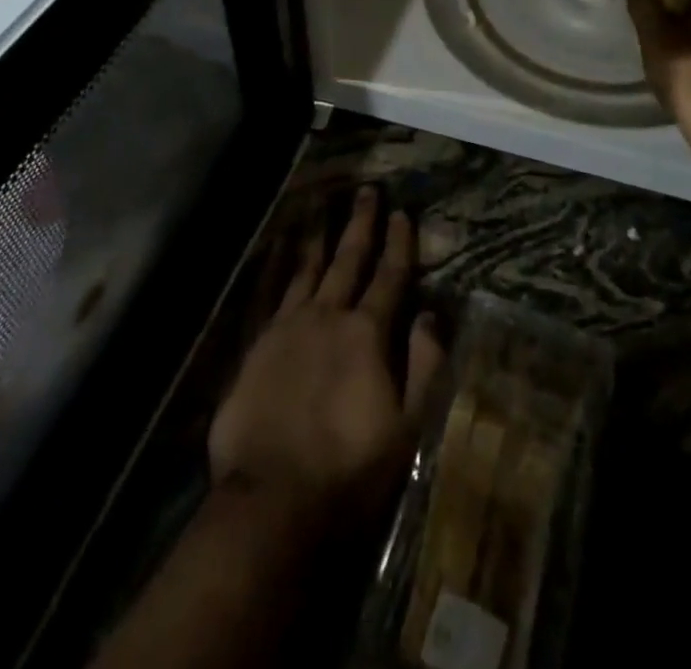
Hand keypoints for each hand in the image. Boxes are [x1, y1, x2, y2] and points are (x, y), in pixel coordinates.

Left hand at [208, 187, 444, 536]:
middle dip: (361, 224)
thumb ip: (423, 365)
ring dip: (320, 237)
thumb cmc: (348, 469)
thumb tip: (432, 314)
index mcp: (367, 334)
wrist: (271, 499)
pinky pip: (274, 293)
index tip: (403, 212)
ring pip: (308, 269)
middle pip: (348, 260)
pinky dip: (282, 268)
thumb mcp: (407, 427)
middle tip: (367, 191)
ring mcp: (288, 327)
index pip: (389, 277)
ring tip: (323, 207)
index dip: (399, 243)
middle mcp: (328, 316)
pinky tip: (283, 254)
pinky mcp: (258, 344)